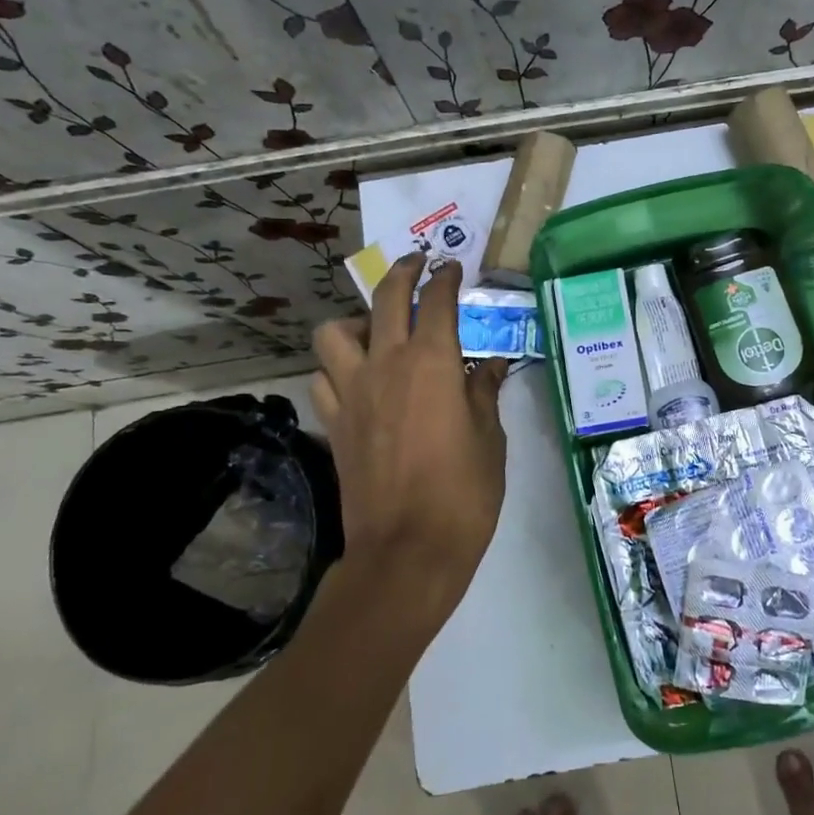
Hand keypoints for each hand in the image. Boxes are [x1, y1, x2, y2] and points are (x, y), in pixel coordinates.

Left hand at [309, 255, 509, 635]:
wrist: (407, 550)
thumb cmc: (463, 493)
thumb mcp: (490, 439)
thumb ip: (485, 393)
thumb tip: (489, 365)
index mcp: (431, 363)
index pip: (437, 302)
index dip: (445, 278)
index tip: (452, 267)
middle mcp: (386, 365)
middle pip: (386, 299)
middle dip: (404, 272)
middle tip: (418, 264)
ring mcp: (352, 393)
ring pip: (334, 333)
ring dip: (355, 321)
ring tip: (376, 331)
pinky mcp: (333, 422)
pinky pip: (323, 377)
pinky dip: (337, 367)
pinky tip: (357, 379)